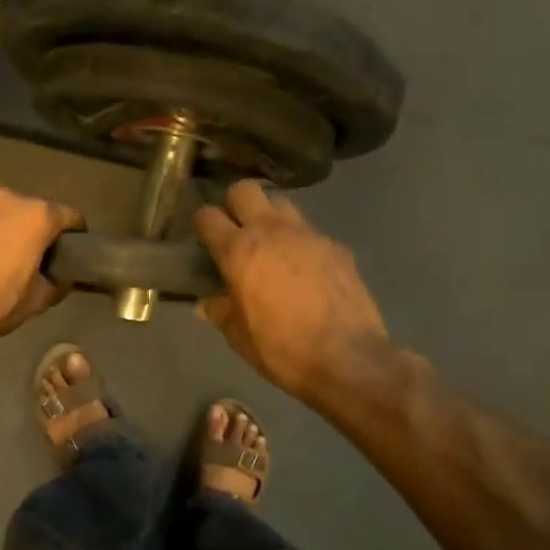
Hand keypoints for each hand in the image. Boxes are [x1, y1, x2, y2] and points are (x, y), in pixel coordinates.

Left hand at [0, 188, 83, 348]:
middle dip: (35, 231)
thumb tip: (61, 278)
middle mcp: (7, 198)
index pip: (70, 216)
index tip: (73, 253)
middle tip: (32, 259)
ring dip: (3, 229)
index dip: (76, 235)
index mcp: (37, 216)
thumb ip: (57, 283)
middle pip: (32, 211)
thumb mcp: (36, 302)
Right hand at [194, 181, 393, 403]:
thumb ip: (221, 312)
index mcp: (240, 252)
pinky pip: (311, 232)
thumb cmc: (283, 350)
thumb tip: (206, 304)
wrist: (348, 359)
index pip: (208, 217)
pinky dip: (301, 243)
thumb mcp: (240, 338)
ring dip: (271, 217)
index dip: (201, 224)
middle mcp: (272, 231)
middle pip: (246, 190)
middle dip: (235, 204)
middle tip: (236, 230)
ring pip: (282, 204)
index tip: (203, 237)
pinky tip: (305, 270)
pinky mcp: (337, 246)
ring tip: (271, 245)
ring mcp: (309, 235)